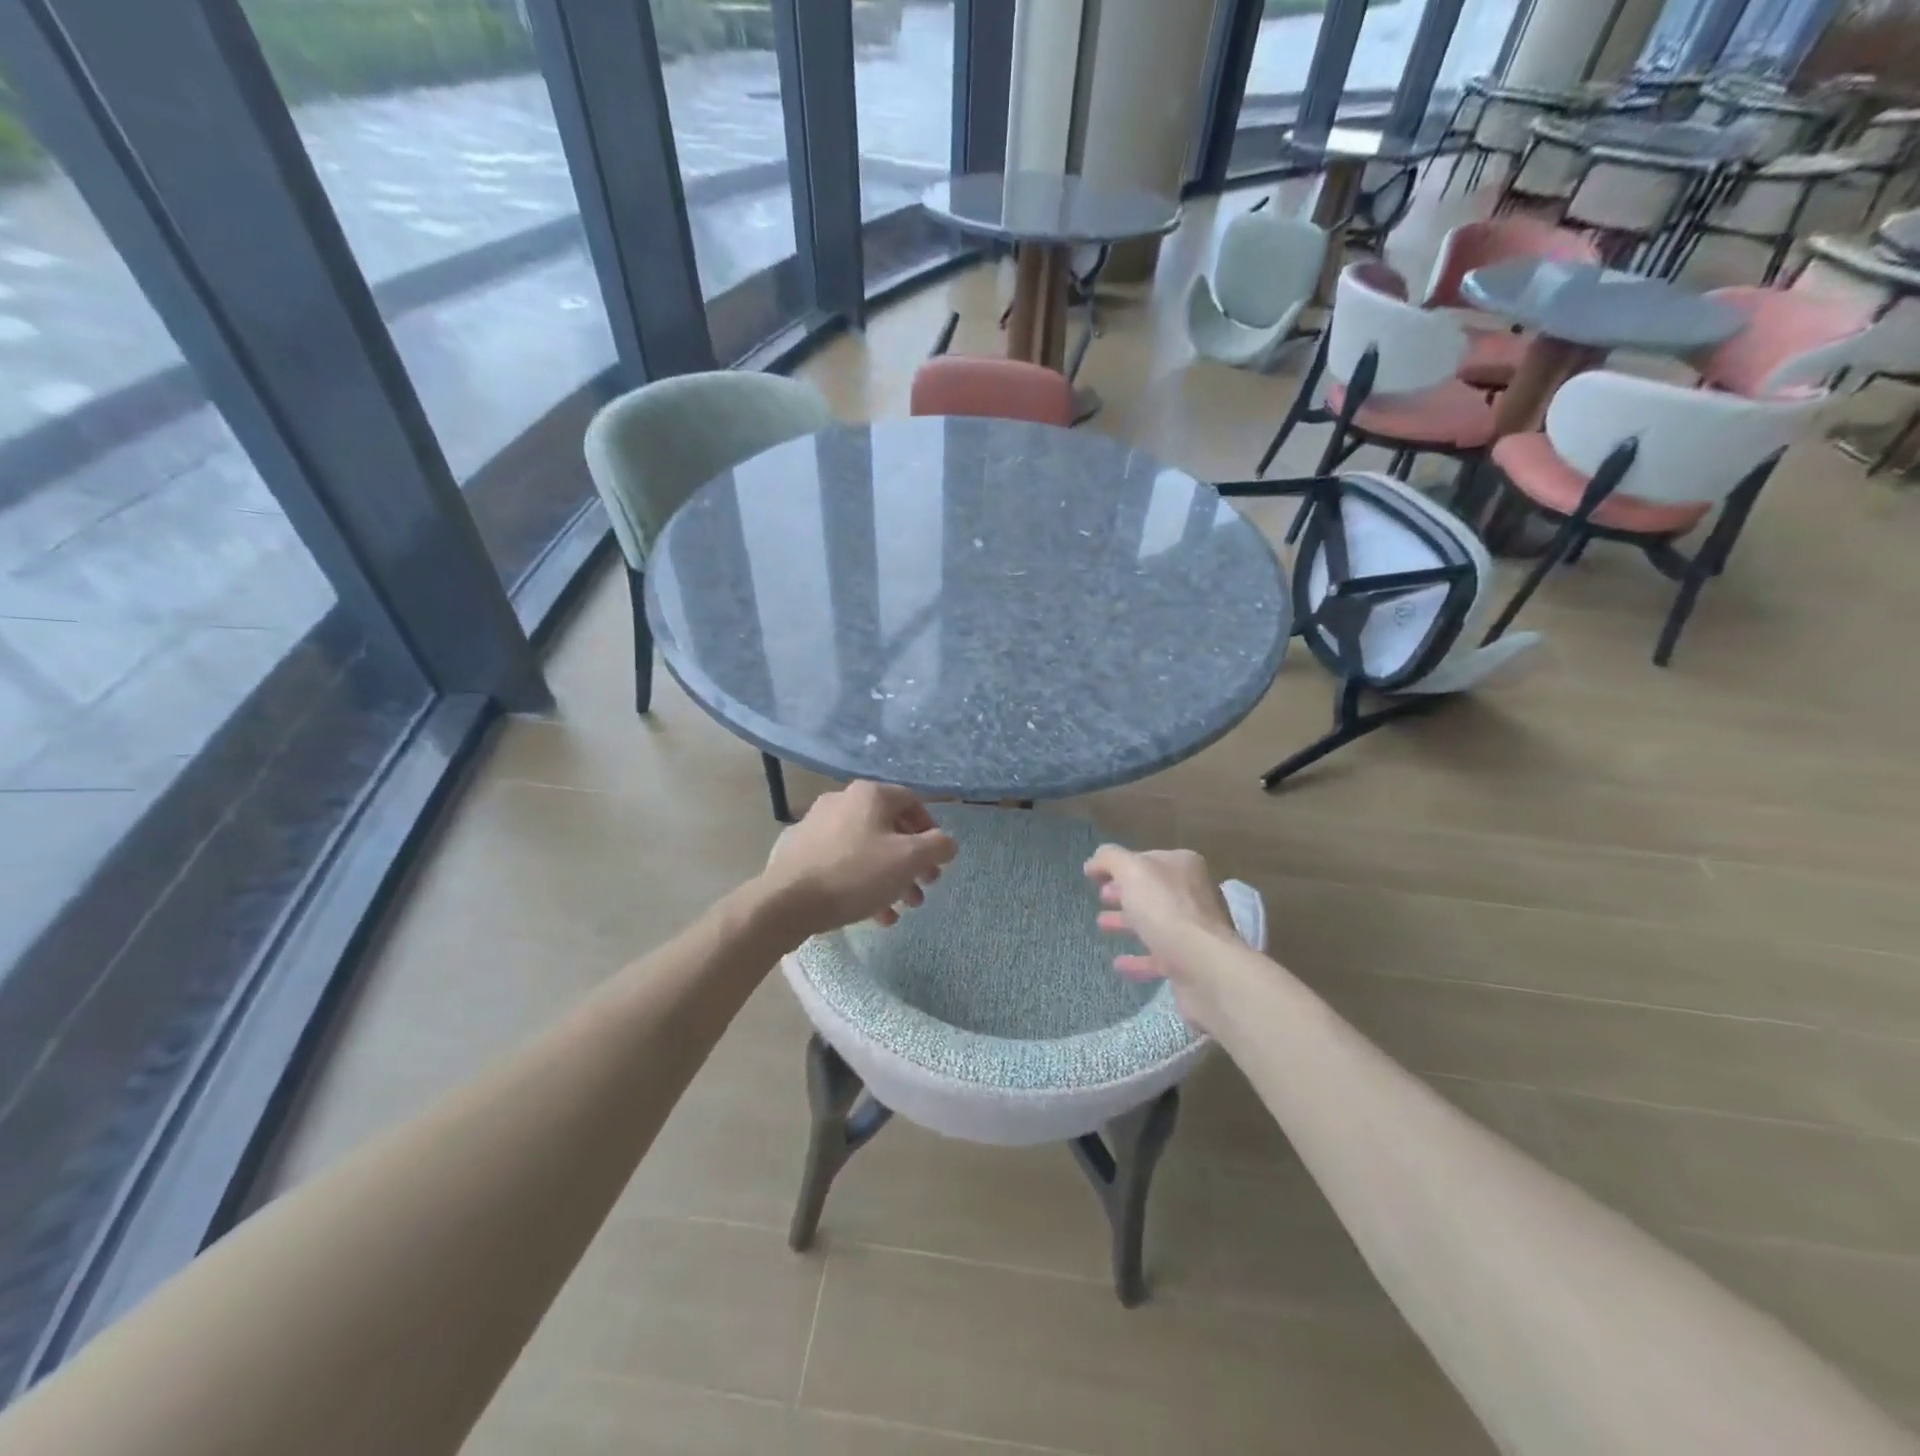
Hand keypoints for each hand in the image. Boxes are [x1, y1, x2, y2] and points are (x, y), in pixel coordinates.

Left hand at [761, 782, 957, 941]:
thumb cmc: (855, 873)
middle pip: (889, 828)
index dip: (931, 829)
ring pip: (867, 849)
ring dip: (891, 878)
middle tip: (924, 889)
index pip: (912, 801)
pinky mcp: (802, 853)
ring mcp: (819, 826)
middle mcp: (843, 802)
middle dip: (911, 862)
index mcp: (869, 795)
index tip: (937, 859)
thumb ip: (937, 847)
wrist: (787, 901)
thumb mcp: (908, 859)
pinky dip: (864, 884)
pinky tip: (876, 915)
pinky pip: (844, 863)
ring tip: (903, 908)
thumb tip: (948, 842)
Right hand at [1084, 845, 1239, 1032]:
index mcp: (1183, 866)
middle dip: (1124, 893)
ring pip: (1154, 921)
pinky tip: (1118, 963)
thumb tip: (1094, 863)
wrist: (1204, 966)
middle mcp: (1192, 893)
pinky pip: (1158, 955)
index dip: (1119, 866)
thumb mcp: (1131, 871)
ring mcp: (1194, 928)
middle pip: (1151, 889)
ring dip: (1128, 922)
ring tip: (1102, 925)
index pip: (1146, 859)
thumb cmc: (1166, 910)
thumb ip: (1110, 859)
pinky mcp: (1190, 961)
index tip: (1095, 877)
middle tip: (1101, 898)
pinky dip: (1138, 958)